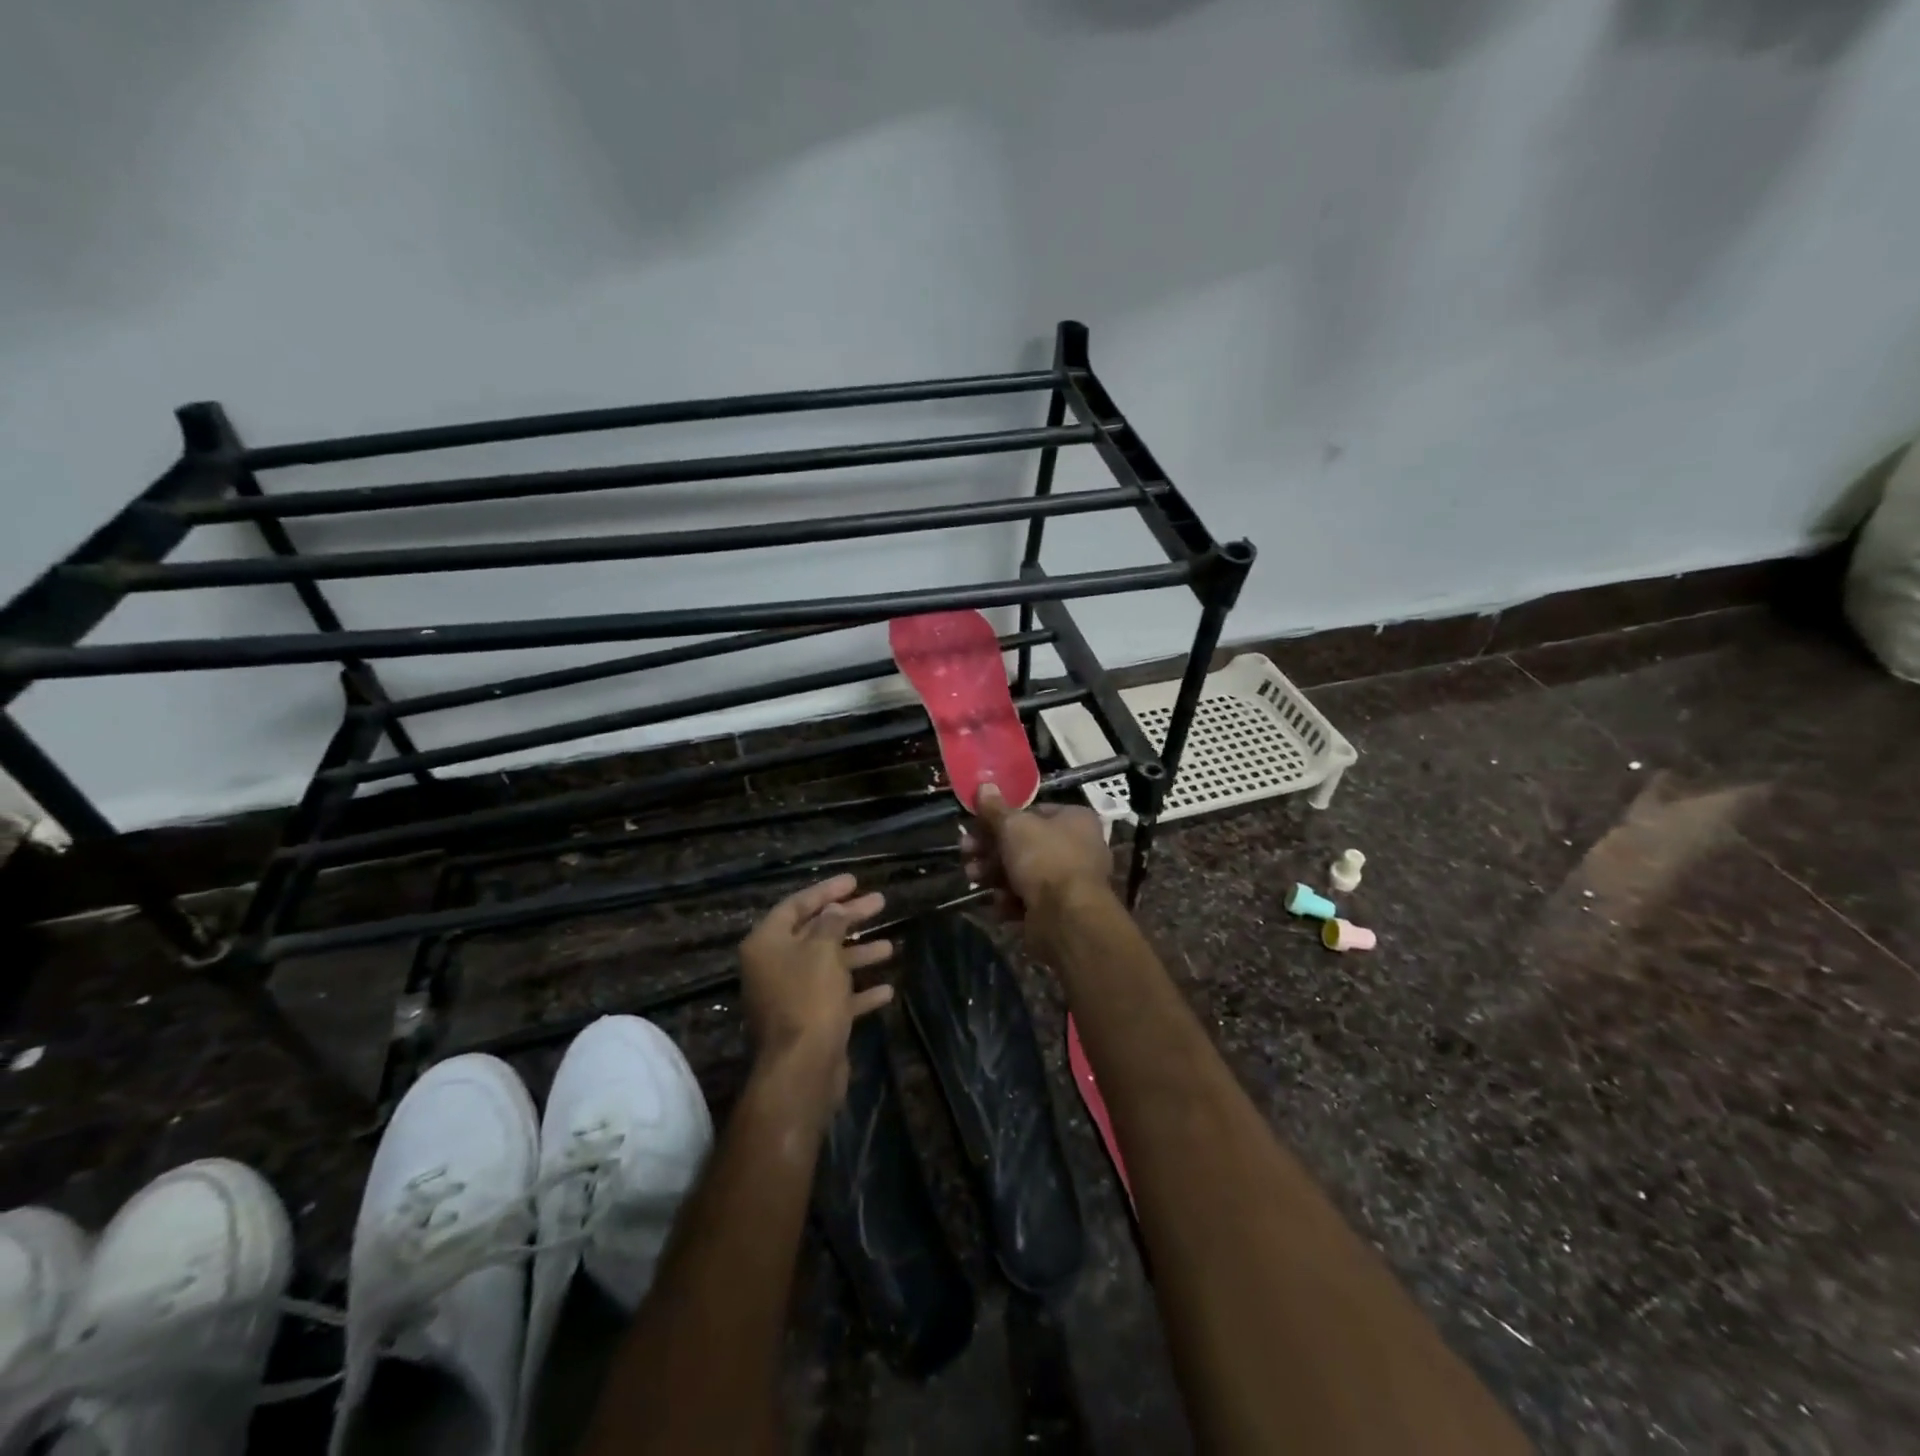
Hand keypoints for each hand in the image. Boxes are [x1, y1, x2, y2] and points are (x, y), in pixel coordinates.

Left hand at [738, 874, 894, 1106]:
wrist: (802, 1069)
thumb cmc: (809, 998)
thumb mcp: (822, 950)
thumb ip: (830, 924)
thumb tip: (833, 910)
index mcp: (767, 944)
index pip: (796, 905)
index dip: (826, 891)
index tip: (854, 881)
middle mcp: (773, 966)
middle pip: (815, 933)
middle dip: (848, 918)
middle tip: (879, 903)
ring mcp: (790, 996)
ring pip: (828, 965)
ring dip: (858, 954)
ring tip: (890, 945)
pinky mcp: (809, 1022)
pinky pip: (835, 998)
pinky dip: (859, 992)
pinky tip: (886, 989)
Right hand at [960, 783, 1113, 918]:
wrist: (1067, 918)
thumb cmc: (1044, 859)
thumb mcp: (1013, 826)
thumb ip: (995, 808)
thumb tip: (984, 784)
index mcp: (1074, 820)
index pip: (1033, 811)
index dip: (1001, 818)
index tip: (975, 825)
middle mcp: (1077, 847)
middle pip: (1024, 844)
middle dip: (990, 849)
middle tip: (966, 852)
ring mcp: (1069, 881)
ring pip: (1023, 873)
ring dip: (994, 874)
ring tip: (973, 878)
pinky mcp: (1059, 910)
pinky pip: (1029, 899)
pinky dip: (1010, 900)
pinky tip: (998, 903)